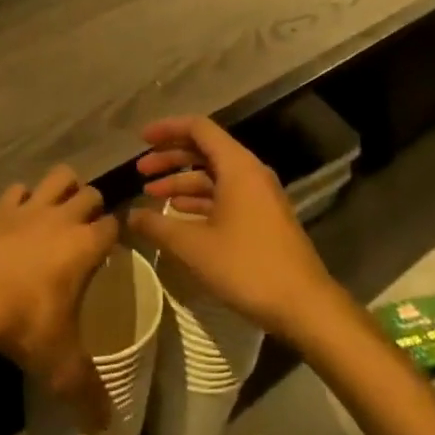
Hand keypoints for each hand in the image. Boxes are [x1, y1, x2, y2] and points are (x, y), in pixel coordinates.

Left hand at [0, 166, 118, 430]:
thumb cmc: (25, 324)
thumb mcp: (60, 366)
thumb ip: (87, 395)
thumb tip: (108, 431)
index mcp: (86, 245)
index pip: (113, 225)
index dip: (115, 235)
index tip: (110, 251)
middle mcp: (63, 218)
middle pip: (90, 193)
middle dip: (92, 207)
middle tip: (84, 232)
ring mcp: (29, 208)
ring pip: (58, 177)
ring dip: (62, 188)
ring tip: (58, 211)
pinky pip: (17, 190)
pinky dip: (21, 198)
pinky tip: (17, 218)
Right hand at [125, 116, 347, 342]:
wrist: (303, 305)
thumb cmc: (247, 266)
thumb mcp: (193, 246)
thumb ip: (157, 226)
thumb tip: (130, 215)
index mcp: (237, 166)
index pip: (199, 129)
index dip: (167, 129)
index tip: (140, 140)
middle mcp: (250, 173)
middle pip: (205, 150)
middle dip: (170, 158)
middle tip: (140, 171)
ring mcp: (259, 196)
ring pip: (214, 176)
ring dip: (182, 182)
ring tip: (151, 195)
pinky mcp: (262, 218)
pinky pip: (225, 195)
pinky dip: (199, 200)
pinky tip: (178, 215)